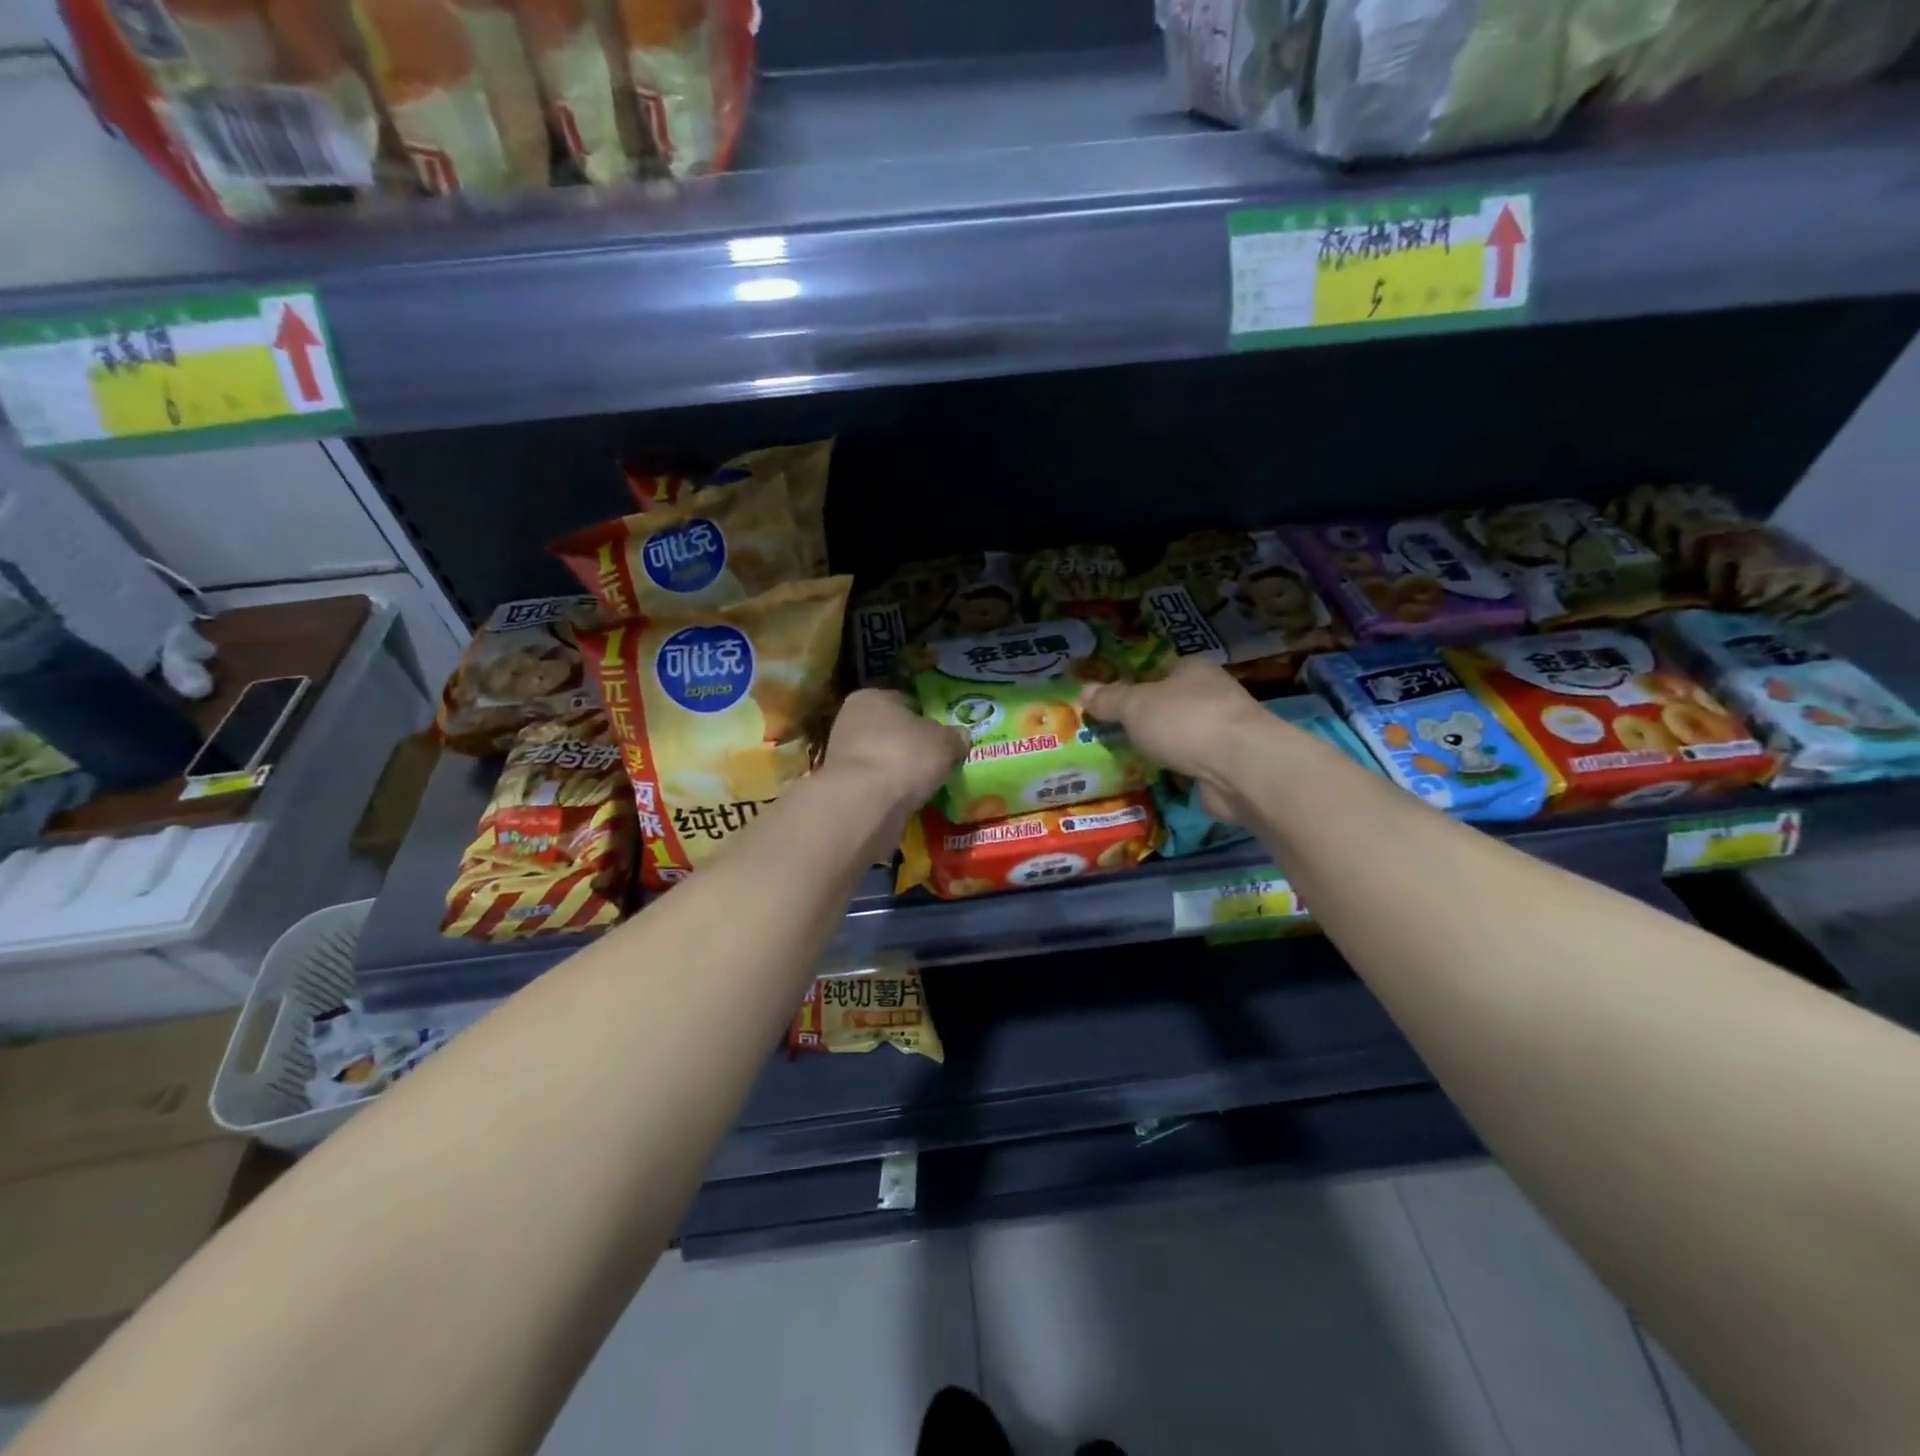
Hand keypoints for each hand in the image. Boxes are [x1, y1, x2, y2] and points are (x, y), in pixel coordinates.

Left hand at [822, 689, 966, 816]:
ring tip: (924, 784)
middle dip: (911, 744)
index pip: (905, 701)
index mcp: (872, 697)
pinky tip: (906, 799)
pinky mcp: (842, 787)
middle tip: (936, 761)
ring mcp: (842, 755)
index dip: (926, 716)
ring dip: (899, 769)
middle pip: (891, 730)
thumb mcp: (944, 742)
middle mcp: (850, 720)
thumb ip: (955, 736)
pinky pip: (874, 783)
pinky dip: (889, 790)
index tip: (943, 735)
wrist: (863, 803)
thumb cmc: (904, 756)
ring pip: (881, 758)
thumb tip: (961, 736)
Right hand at [1080, 658, 1270, 822]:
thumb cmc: (1184, 721)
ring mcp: (1223, 733)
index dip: (1136, 682)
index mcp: (1194, 669)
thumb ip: (1110, 699)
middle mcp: (1213, 695)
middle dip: (1146, 719)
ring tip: (1126, 760)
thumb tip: (1084, 691)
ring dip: (1162, 749)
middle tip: (1112, 733)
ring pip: (1182, 737)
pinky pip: (1191, 766)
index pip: (1161, 669)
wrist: (1239, 768)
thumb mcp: (1135, 705)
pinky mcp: (1227, 767)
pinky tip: (1154, 780)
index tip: (1111, 701)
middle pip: (1171, 704)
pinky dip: (1176, 773)